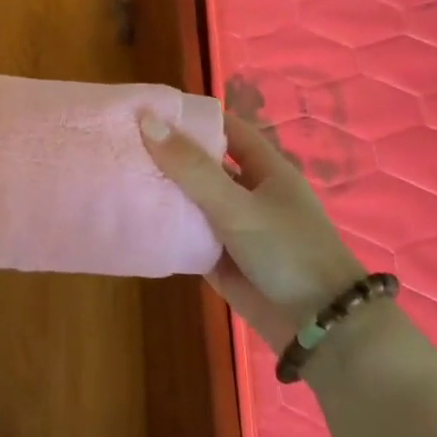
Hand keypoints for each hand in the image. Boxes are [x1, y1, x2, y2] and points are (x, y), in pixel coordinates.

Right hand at [142, 109, 366, 347]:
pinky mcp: (220, 259)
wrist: (318, 326)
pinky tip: (132, 218)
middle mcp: (248, 193)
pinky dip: (165, 228)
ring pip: (192, 201)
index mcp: (265, 169)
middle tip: (122, 143)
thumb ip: (192, 168)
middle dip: (169, 155)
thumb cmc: (287, 250)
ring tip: (117, 175)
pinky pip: (188, 236)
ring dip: (164, 192)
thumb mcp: (238, 205)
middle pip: (204, 165)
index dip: (193, 117)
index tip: (150, 109)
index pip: (226, 129)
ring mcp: (234, 227)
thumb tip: (147, 122)